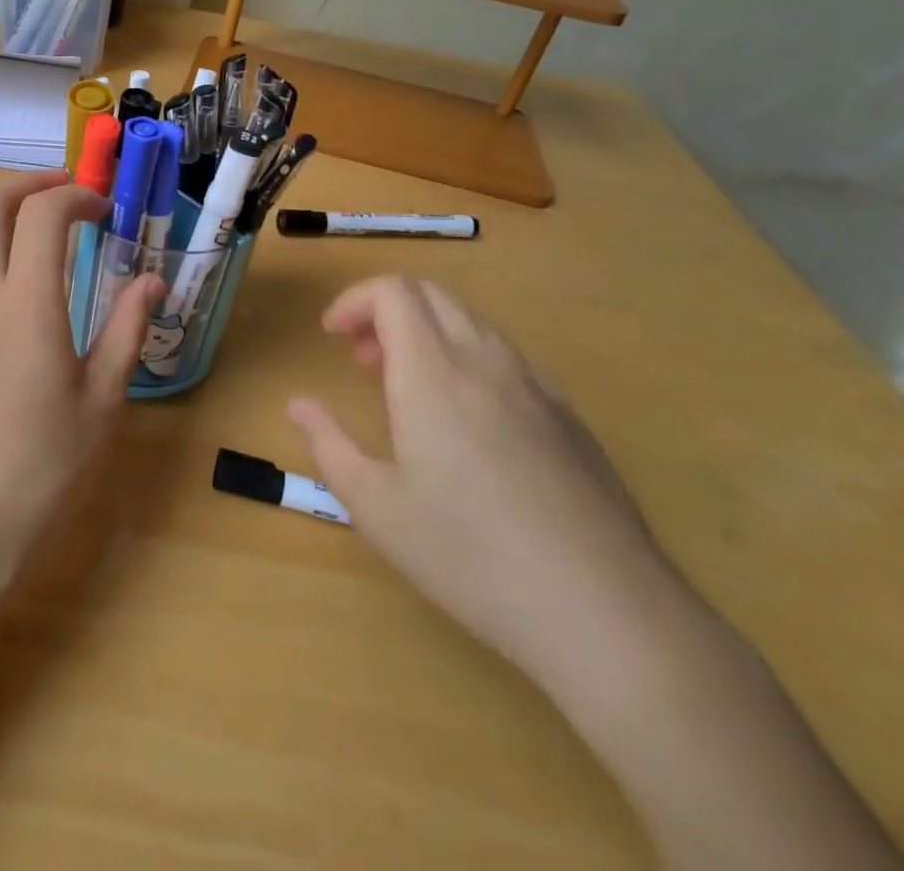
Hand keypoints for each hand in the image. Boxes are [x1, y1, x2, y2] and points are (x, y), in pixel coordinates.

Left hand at [0, 171, 162, 571]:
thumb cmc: (45, 464)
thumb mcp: (102, 398)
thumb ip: (126, 330)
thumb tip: (152, 281)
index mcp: (26, 304)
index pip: (41, 215)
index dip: (75, 198)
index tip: (106, 211)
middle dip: (28, 186)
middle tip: (69, 191)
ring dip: (7, 213)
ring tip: (51, 226)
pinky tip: (30, 277)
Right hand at [288, 275, 667, 670]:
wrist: (605, 612)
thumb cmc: (470, 556)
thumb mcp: (377, 508)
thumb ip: (329, 445)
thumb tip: (298, 405)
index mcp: (433, 374)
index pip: (392, 291)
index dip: (354, 300)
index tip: (332, 337)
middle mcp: (485, 362)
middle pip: (431, 294)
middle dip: (385, 310)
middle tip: (362, 359)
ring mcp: (535, 386)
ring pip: (471, 322)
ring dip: (427, 332)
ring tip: (408, 389)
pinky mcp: (568, 416)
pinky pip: (507, 357)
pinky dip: (468, 358)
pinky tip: (468, 421)